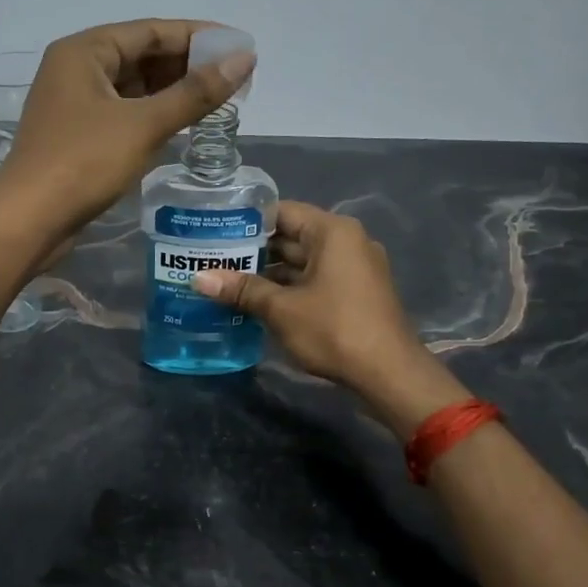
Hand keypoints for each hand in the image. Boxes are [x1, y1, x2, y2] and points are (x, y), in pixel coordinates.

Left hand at [0, 19, 253, 228]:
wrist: (29, 220)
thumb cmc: (83, 162)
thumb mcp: (144, 124)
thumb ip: (195, 92)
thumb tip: (245, 58)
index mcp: (85, 51)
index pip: (151, 30)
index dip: (199, 37)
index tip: (240, 48)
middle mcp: (76, 69)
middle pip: (142, 56)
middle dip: (188, 65)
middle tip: (236, 78)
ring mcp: (75, 104)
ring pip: (134, 88)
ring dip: (173, 92)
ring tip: (219, 100)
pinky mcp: (79, 136)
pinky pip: (125, 113)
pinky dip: (154, 115)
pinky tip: (184, 124)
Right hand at [193, 202, 466, 430]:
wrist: (389, 373)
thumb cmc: (334, 330)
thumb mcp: (282, 309)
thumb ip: (242, 289)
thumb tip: (198, 279)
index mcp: (332, 232)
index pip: (282, 212)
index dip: (246, 221)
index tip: (214, 231)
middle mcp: (346, 241)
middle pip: (292, 236)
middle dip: (254, 250)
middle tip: (212, 259)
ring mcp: (354, 268)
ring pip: (302, 261)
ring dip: (269, 273)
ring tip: (226, 281)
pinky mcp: (356, 292)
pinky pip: (315, 279)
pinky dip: (289, 287)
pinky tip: (257, 301)